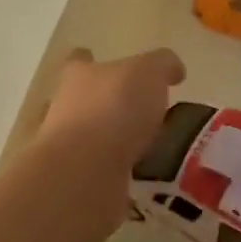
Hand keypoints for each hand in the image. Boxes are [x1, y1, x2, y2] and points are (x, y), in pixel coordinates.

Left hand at [35, 47, 186, 172]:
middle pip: (82, 101)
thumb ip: (162, 65)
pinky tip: (143, 180)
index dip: (89, 59)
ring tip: (149, 151)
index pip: (80, 61)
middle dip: (106, 106)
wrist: (85, 171)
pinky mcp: (77, 182)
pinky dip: (118, 175)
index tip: (98, 61)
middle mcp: (66, 108)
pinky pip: (101, 174)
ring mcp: (68, 148)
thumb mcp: (148, 72)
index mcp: (79, 76)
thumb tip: (174, 69)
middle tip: (141, 114)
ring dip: (113, 143)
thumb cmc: (114, 108)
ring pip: (91, 140)